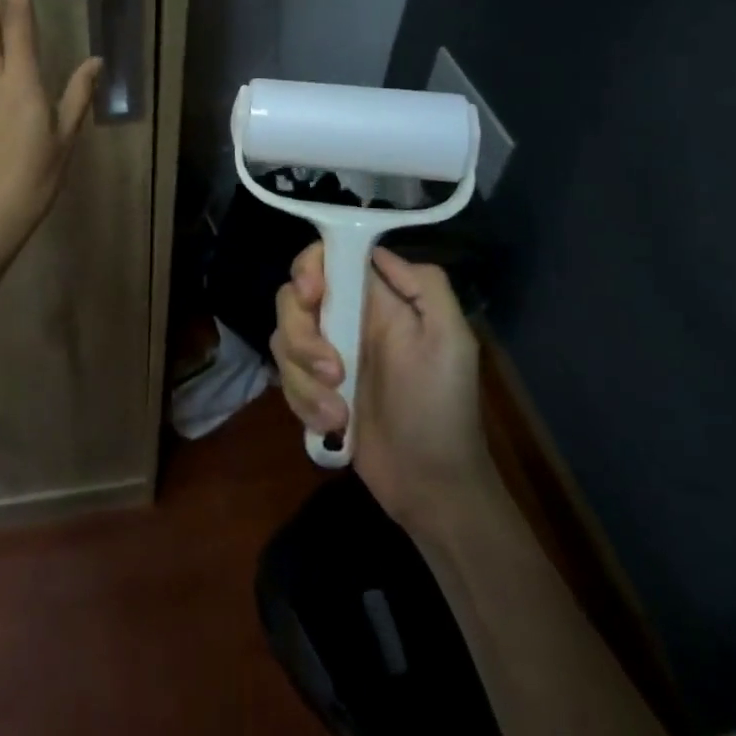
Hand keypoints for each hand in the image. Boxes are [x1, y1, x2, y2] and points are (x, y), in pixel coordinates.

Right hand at [271, 243, 499, 536]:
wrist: (430, 483)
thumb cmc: (443, 408)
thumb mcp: (451, 339)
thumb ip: (424, 285)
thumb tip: (377, 251)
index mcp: (377, 299)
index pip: (328, 258)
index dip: (309, 267)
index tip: (312, 295)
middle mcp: (345, 318)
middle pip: (292, 298)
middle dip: (301, 334)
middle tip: (333, 370)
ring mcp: (324, 354)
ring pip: (283, 339)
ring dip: (304, 378)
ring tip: (339, 412)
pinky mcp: (311, 389)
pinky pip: (284, 378)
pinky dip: (302, 402)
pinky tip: (333, 425)